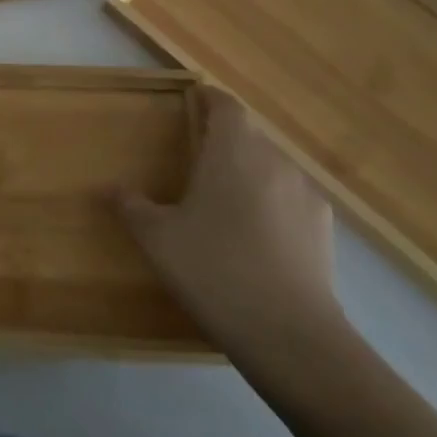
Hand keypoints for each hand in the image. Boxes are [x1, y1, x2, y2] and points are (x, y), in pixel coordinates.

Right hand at [117, 87, 341, 360]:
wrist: (292, 337)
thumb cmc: (215, 270)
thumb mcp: (158, 239)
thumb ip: (132, 206)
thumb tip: (112, 188)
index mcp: (233, 150)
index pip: (225, 105)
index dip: (209, 99)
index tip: (193, 100)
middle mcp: (274, 160)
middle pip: (249, 134)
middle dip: (225, 138)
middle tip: (197, 157)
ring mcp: (305, 194)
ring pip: (271, 166)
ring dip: (249, 172)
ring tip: (226, 200)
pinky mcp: (324, 229)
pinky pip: (291, 198)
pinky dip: (271, 202)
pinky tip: (256, 235)